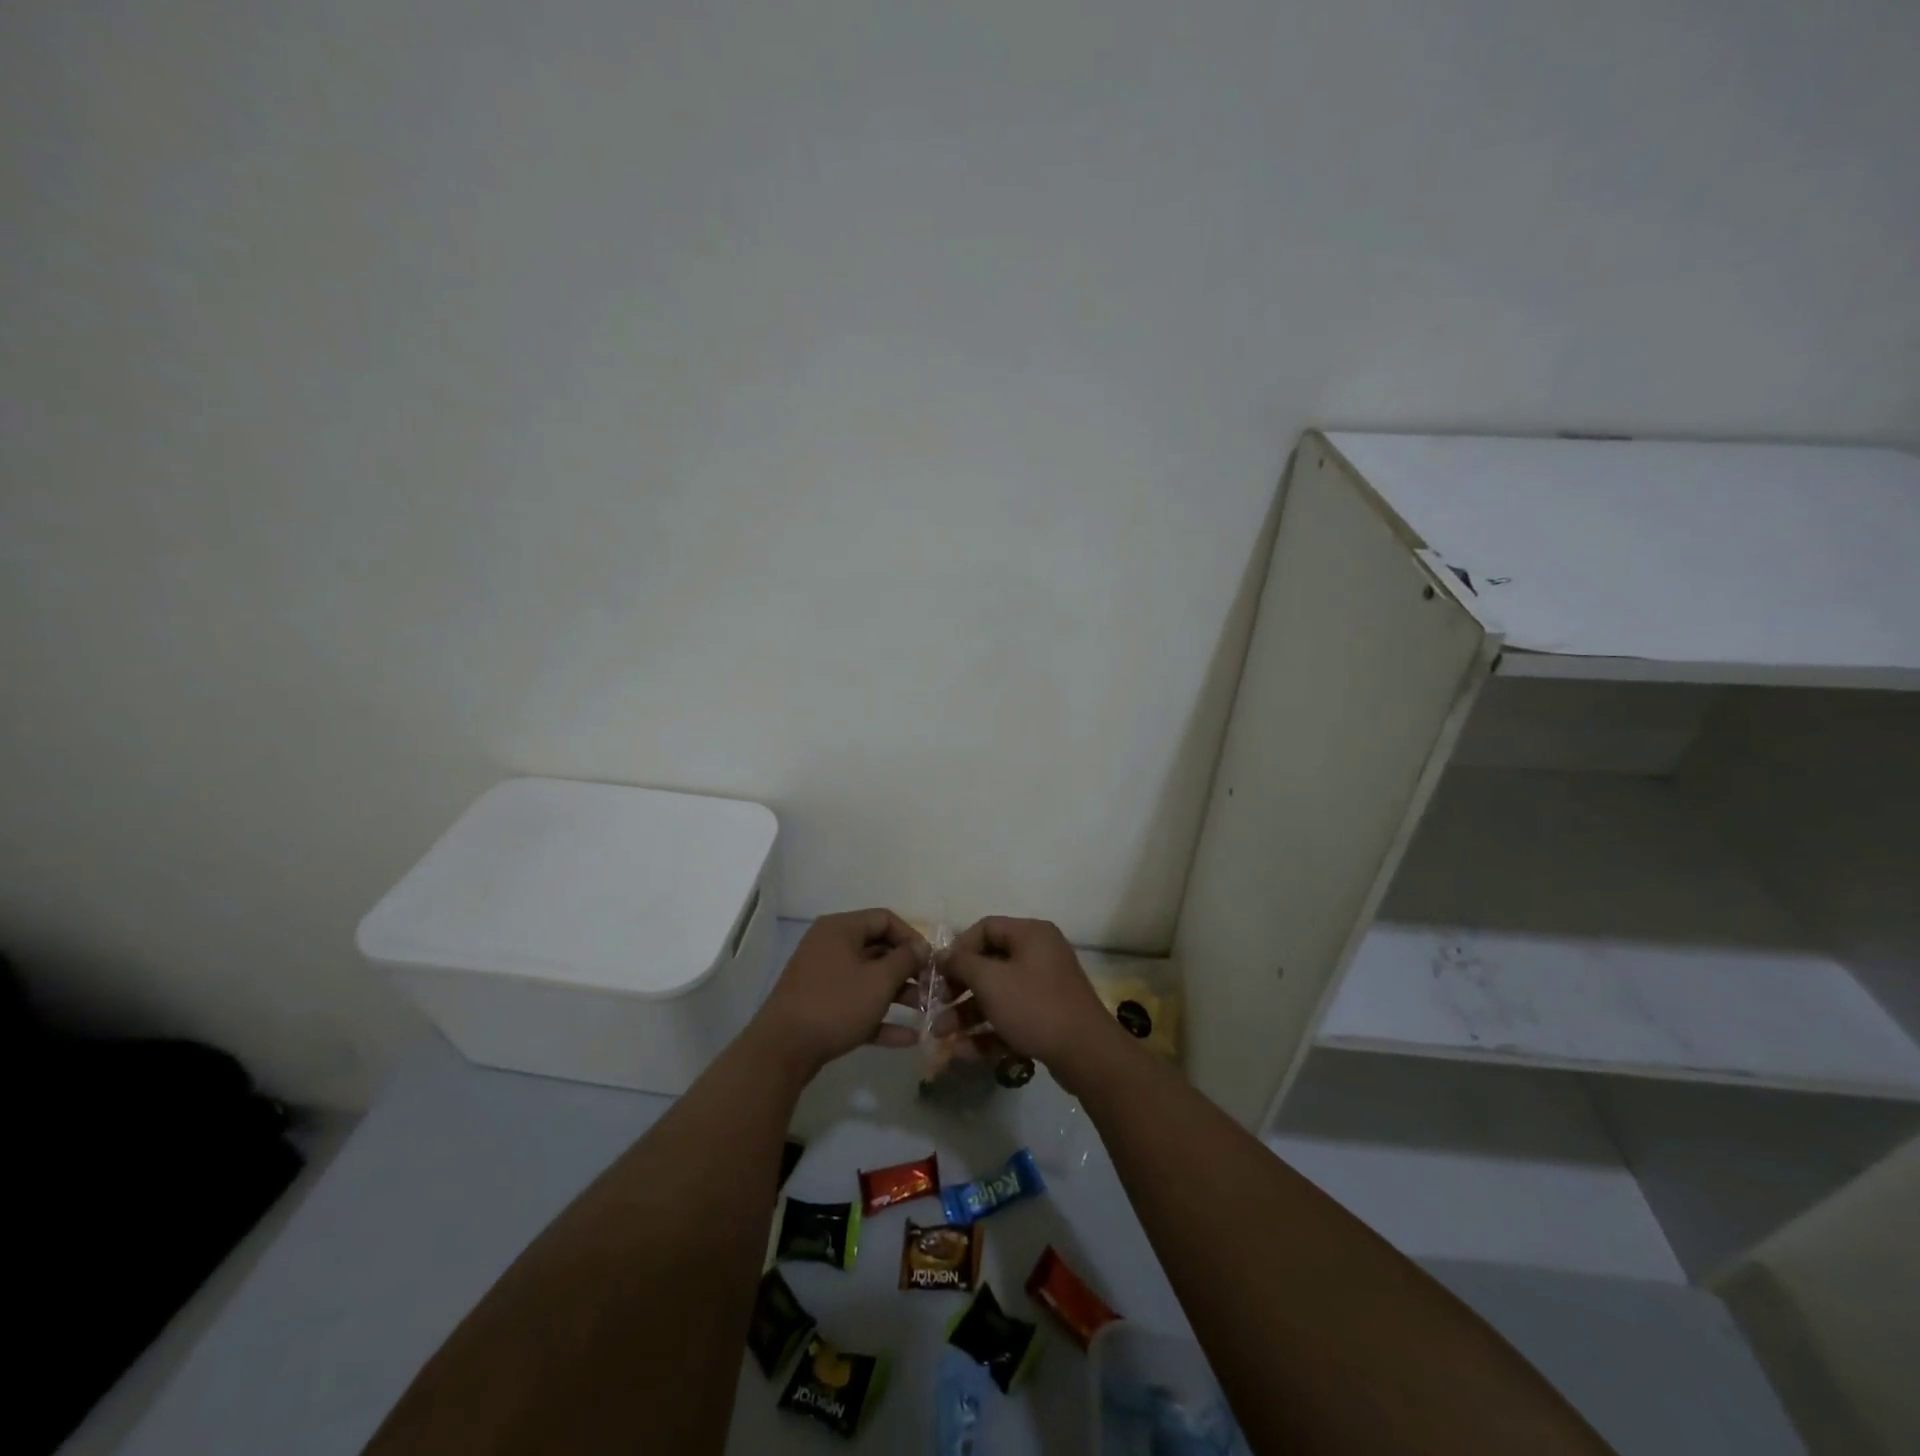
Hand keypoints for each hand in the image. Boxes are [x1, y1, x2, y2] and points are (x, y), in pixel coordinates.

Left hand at [752, 909, 926, 1073]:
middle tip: (931, 988)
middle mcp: (830, 947)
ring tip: (925, 1012)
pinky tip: (908, 1037)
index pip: (884, 919)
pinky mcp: (821, 1007)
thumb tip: (922, 947)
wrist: (783, 1050)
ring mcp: (823, 978)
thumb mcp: (879, 980)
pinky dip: (880, 1017)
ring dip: (898, 994)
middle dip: (907, 969)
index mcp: (840, 929)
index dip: (912, 937)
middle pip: (877, 949)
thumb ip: (905, 960)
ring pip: (868, 979)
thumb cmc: (836, 1004)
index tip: (931, 961)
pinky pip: (857, 1005)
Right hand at [943, 916, 1123, 1086]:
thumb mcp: (990, 981)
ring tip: (942, 1036)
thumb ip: (961, 964)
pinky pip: (1012, 1016)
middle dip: (959, 989)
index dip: (958, 949)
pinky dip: (989, 1031)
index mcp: (1030, 934)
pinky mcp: (1048, 1017)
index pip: (985, 928)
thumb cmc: (1034, 1007)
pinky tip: (964, 1052)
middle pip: (989, 964)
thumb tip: (942, 955)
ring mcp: (1045, 987)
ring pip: (997, 994)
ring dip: (967, 1014)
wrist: (1087, 1054)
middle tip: (937, 1007)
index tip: (940, 973)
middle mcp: (1039, 954)